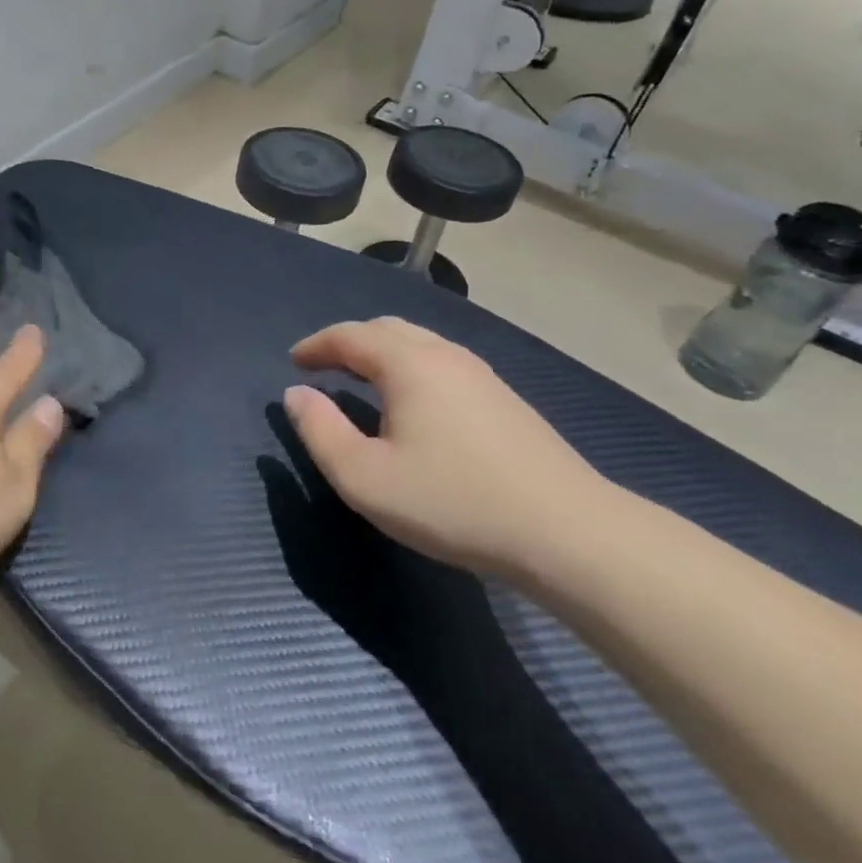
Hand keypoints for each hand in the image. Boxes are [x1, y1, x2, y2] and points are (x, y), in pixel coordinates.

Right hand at [283, 317, 614, 577]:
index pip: (350, 336)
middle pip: (386, 329)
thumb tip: (296, 395)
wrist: (568, 533)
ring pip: (419, 344)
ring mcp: (482, 375)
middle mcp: (444, 355)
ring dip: (381, 354)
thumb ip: (319, 431)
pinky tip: (413, 404)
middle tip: (324, 367)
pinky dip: (410, 368)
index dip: (316, 345)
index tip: (293, 362)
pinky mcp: (505, 400)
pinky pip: (442, 364)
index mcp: (408, 363)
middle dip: (348, 342)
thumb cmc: (452, 501)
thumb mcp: (364, 477)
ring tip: (361, 382)